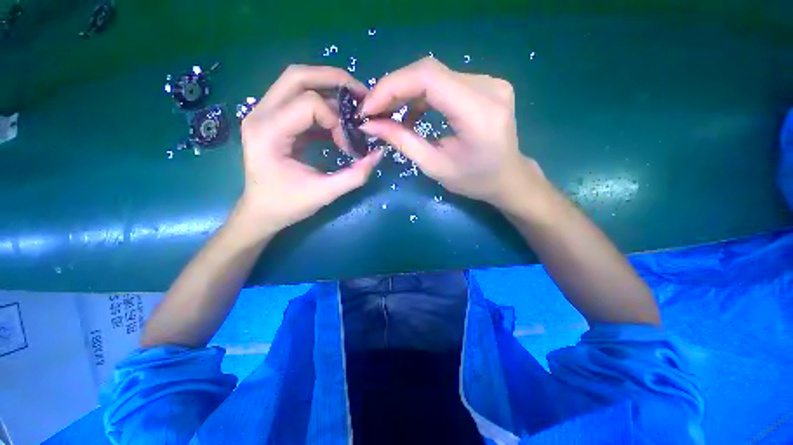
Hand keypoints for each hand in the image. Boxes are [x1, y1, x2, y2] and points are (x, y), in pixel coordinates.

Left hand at [235, 65, 382, 240]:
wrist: (260, 212)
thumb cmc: (287, 205)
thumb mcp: (325, 193)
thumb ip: (355, 175)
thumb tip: (379, 153)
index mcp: (268, 133)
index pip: (308, 103)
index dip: (336, 118)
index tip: (347, 142)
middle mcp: (260, 114)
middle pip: (298, 76)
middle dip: (334, 79)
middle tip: (361, 95)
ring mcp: (262, 113)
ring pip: (296, 82)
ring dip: (328, 88)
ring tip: (351, 105)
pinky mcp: (271, 119)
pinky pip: (298, 98)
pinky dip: (322, 104)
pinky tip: (336, 120)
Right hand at [359, 57, 545, 213]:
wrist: (508, 178)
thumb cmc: (474, 181)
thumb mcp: (435, 167)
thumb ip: (403, 142)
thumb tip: (370, 124)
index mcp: (479, 113)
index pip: (428, 78)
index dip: (391, 87)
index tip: (368, 108)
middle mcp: (489, 87)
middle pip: (430, 71)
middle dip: (394, 89)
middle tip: (374, 111)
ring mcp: (490, 82)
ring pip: (435, 75)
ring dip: (406, 92)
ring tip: (389, 114)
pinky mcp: (486, 84)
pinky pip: (445, 82)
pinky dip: (422, 95)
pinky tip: (413, 113)